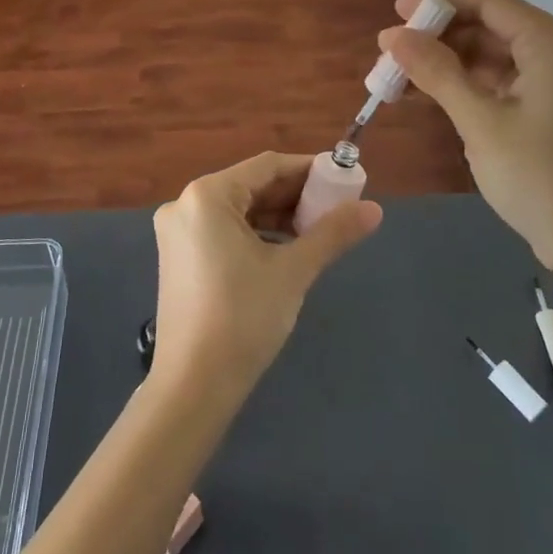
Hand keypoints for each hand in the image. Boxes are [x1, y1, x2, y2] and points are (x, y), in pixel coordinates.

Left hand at [151, 151, 381, 396]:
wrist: (193, 386)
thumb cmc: (243, 318)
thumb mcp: (293, 270)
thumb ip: (332, 233)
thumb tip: (374, 209)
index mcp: (207, 195)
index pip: (267, 166)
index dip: (309, 170)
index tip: (344, 179)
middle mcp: (185, 204)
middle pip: (251, 186)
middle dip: (295, 195)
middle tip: (337, 208)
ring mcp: (178, 232)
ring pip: (238, 210)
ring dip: (278, 216)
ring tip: (318, 230)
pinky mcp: (179, 257)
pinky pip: (224, 231)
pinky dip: (256, 234)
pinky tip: (285, 249)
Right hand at [379, 0, 552, 278]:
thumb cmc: (537, 176)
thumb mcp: (479, 121)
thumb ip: (435, 71)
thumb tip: (392, 35)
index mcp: (552, 42)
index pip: (487, 1)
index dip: (437, 3)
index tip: (394, 16)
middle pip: (490, 25)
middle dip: (439, 37)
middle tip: (392, 55)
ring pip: (494, 54)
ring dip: (449, 63)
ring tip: (402, 78)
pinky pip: (505, 80)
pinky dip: (469, 85)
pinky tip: (432, 96)